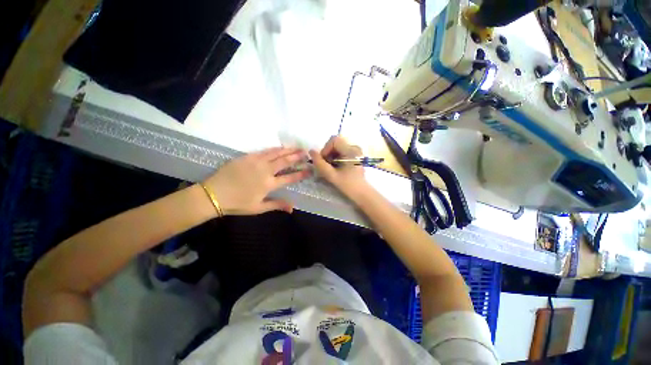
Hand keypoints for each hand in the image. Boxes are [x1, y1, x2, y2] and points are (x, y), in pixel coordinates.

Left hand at [202, 147, 309, 214]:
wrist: (213, 194)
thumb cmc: (237, 204)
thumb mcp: (258, 208)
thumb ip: (277, 205)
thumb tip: (293, 208)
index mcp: (269, 184)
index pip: (290, 178)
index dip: (301, 173)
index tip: (310, 169)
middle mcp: (265, 170)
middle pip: (285, 161)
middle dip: (297, 156)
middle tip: (306, 152)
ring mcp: (256, 162)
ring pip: (276, 153)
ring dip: (288, 150)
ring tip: (297, 147)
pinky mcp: (247, 157)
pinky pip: (264, 151)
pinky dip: (274, 149)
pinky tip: (280, 147)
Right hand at [309, 136, 367, 194]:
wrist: (362, 193)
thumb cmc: (348, 185)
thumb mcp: (332, 175)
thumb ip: (320, 163)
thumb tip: (311, 151)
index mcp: (351, 151)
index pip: (334, 140)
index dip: (325, 149)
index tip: (324, 161)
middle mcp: (354, 147)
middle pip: (335, 143)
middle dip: (327, 153)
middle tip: (326, 166)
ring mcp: (356, 151)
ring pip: (337, 148)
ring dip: (331, 156)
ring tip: (331, 168)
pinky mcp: (355, 155)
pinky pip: (341, 151)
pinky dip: (336, 158)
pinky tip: (336, 168)